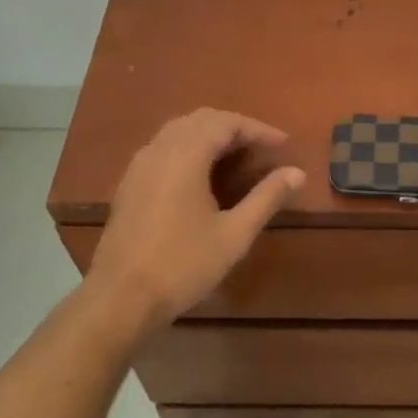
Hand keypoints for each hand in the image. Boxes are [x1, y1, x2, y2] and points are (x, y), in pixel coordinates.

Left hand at [84, 108, 304, 334]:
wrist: (120, 298)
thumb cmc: (182, 265)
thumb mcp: (234, 234)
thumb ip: (267, 197)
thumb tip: (297, 172)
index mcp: (185, 155)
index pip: (227, 123)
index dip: (259, 129)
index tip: (284, 145)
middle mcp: (159, 149)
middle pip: (201, 119)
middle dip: (235, 128)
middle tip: (262, 149)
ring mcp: (139, 165)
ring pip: (179, 130)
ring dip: (211, 135)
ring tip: (237, 158)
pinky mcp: (129, 183)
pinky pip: (163, 147)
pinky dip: (189, 148)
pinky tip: (202, 175)